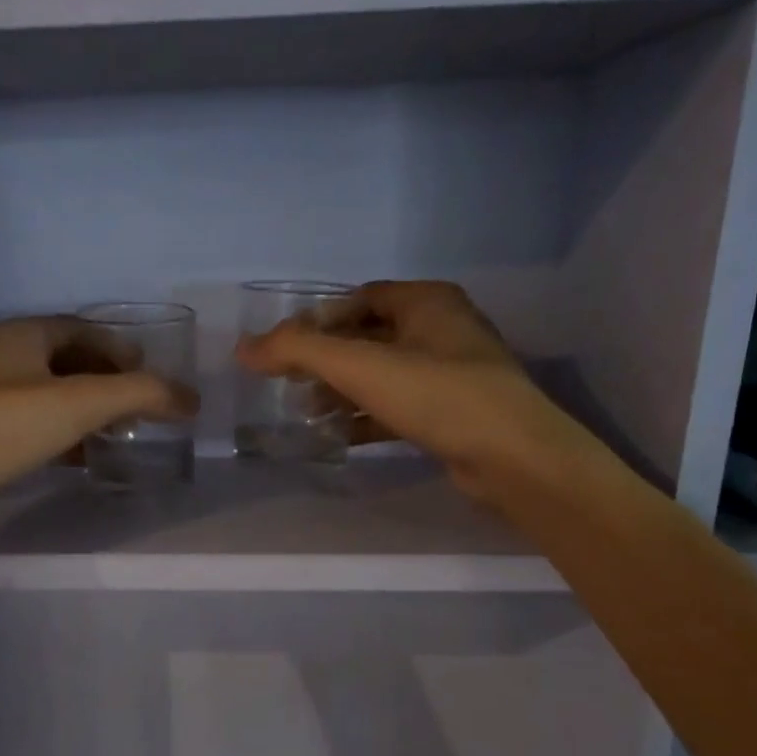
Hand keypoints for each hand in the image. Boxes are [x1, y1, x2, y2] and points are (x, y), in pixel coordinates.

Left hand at [0, 317, 194, 523]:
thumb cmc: (7, 425)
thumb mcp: (82, 401)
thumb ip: (141, 394)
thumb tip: (191, 399)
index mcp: (22, 336)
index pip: (83, 329)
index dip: (120, 347)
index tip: (151, 372)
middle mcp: (6, 361)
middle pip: (71, 362)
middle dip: (109, 380)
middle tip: (142, 405)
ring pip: (56, 398)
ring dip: (91, 411)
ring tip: (124, 432)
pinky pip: (41, 429)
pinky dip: (70, 438)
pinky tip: (89, 456)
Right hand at [235, 281, 585, 508]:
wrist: (513, 457)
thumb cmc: (438, 395)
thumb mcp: (360, 366)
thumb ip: (298, 351)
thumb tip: (243, 348)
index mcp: (427, 302)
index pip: (359, 298)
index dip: (318, 319)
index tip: (285, 348)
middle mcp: (442, 329)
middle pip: (368, 337)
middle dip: (327, 360)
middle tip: (290, 383)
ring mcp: (451, 373)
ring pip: (382, 375)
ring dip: (342, 391)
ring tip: (306, 412)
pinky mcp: (453, 413)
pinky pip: (397, 406)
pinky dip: (365, 417)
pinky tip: (337, 436)